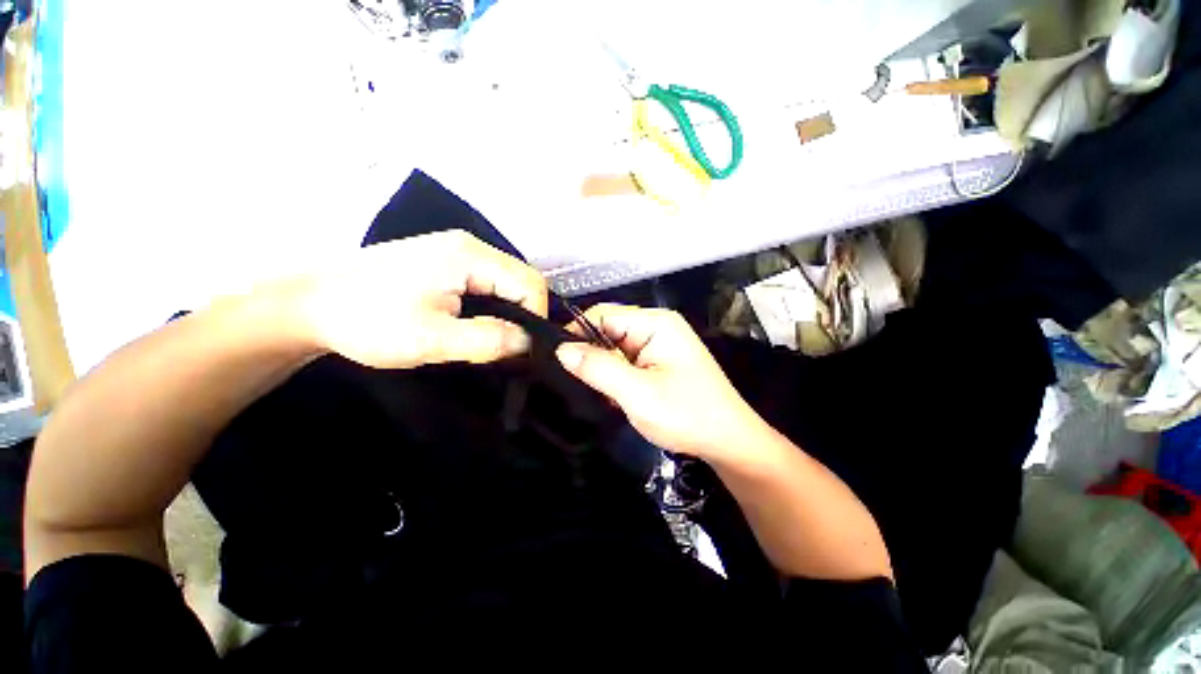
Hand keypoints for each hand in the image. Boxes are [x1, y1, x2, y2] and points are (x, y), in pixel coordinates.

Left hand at [291, 230, 547, 368]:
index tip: (527, 350)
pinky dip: (494, 307)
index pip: (530, 283)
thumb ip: (487, 340)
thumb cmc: (367, 320)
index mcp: (470, 256)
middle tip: (512, 348)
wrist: (308, 305)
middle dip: (525, 315)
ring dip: (510, 312)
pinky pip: (488, 284)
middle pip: (521, 280)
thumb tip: (528, 343)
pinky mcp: (446, 263)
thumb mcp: (431, 339)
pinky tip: (480, 325)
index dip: (537, 317)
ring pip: (506, 283)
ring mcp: (457, 251)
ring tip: (497, 340)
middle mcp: (469, 246)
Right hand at [556, 304, 764, 461]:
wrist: (727, 443)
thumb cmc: (686, 415)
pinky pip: (625, 361)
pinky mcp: (658, 362)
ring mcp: (658, 344)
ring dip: (603, 369)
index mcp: (655, 323)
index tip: (559, 362)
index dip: (578, 334)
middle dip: (592, 356)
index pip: (603, 315)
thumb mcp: (636, 393)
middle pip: (608, 329)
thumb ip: (597, 367)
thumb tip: (561, 349)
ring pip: (614, 348)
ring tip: (597, 392)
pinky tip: (614, 396)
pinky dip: (615, 377)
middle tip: (579, 384)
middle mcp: (656, 326)